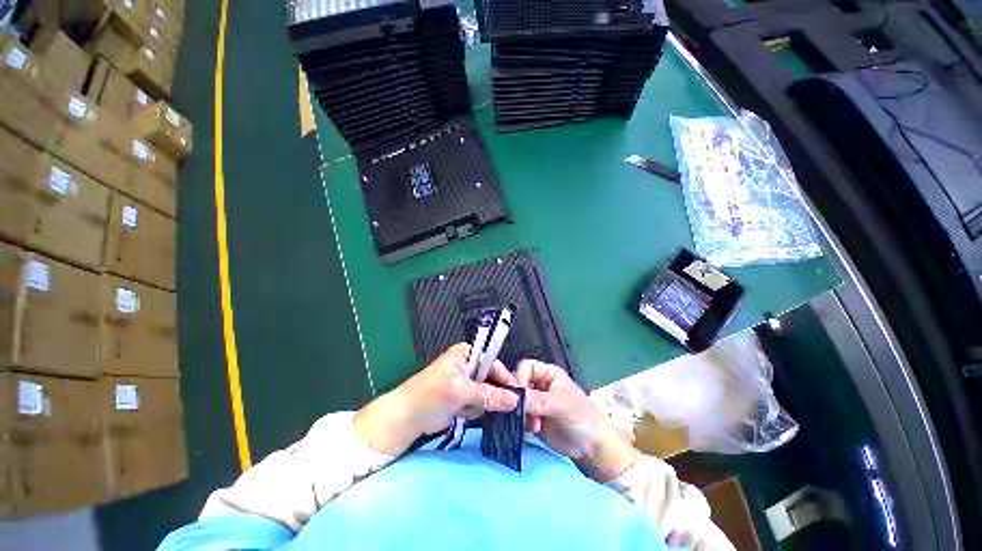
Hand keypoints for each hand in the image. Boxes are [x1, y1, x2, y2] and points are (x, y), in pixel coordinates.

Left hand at [355, 343, 519, 455]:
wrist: (405, 419)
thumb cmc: (430, 396)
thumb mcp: (460, 391)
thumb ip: (488, 395)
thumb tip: (515, 400)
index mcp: (467, 354)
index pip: (494, 364)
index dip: (506, 379)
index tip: (520, 396)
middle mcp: (468, 366)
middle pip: (492, 379)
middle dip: (498, 395)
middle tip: (514, 411)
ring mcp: (466, 383)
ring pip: (488, 394)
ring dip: (488, 406)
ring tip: (485, 413)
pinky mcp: (463, 399)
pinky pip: (480, 404)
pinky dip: (479, 412)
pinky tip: (469, 415)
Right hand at [519, 360, 637, 481]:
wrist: (592, 449)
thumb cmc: (582, 418)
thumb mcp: (559, 406)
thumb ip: (537, 400)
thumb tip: (513, 397)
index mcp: (548, 374)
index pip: (525, 367)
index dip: (519, 378)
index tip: (518, 396)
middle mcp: (540, 385)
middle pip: (518, 384)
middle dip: (518, 400)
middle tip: (524, 414)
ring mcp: (536, 402)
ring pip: (516, 402)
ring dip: (520, 414)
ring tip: (533, 427)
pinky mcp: (533, 418)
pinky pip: (519, 417)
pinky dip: (521, 425)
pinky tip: (530, 433)